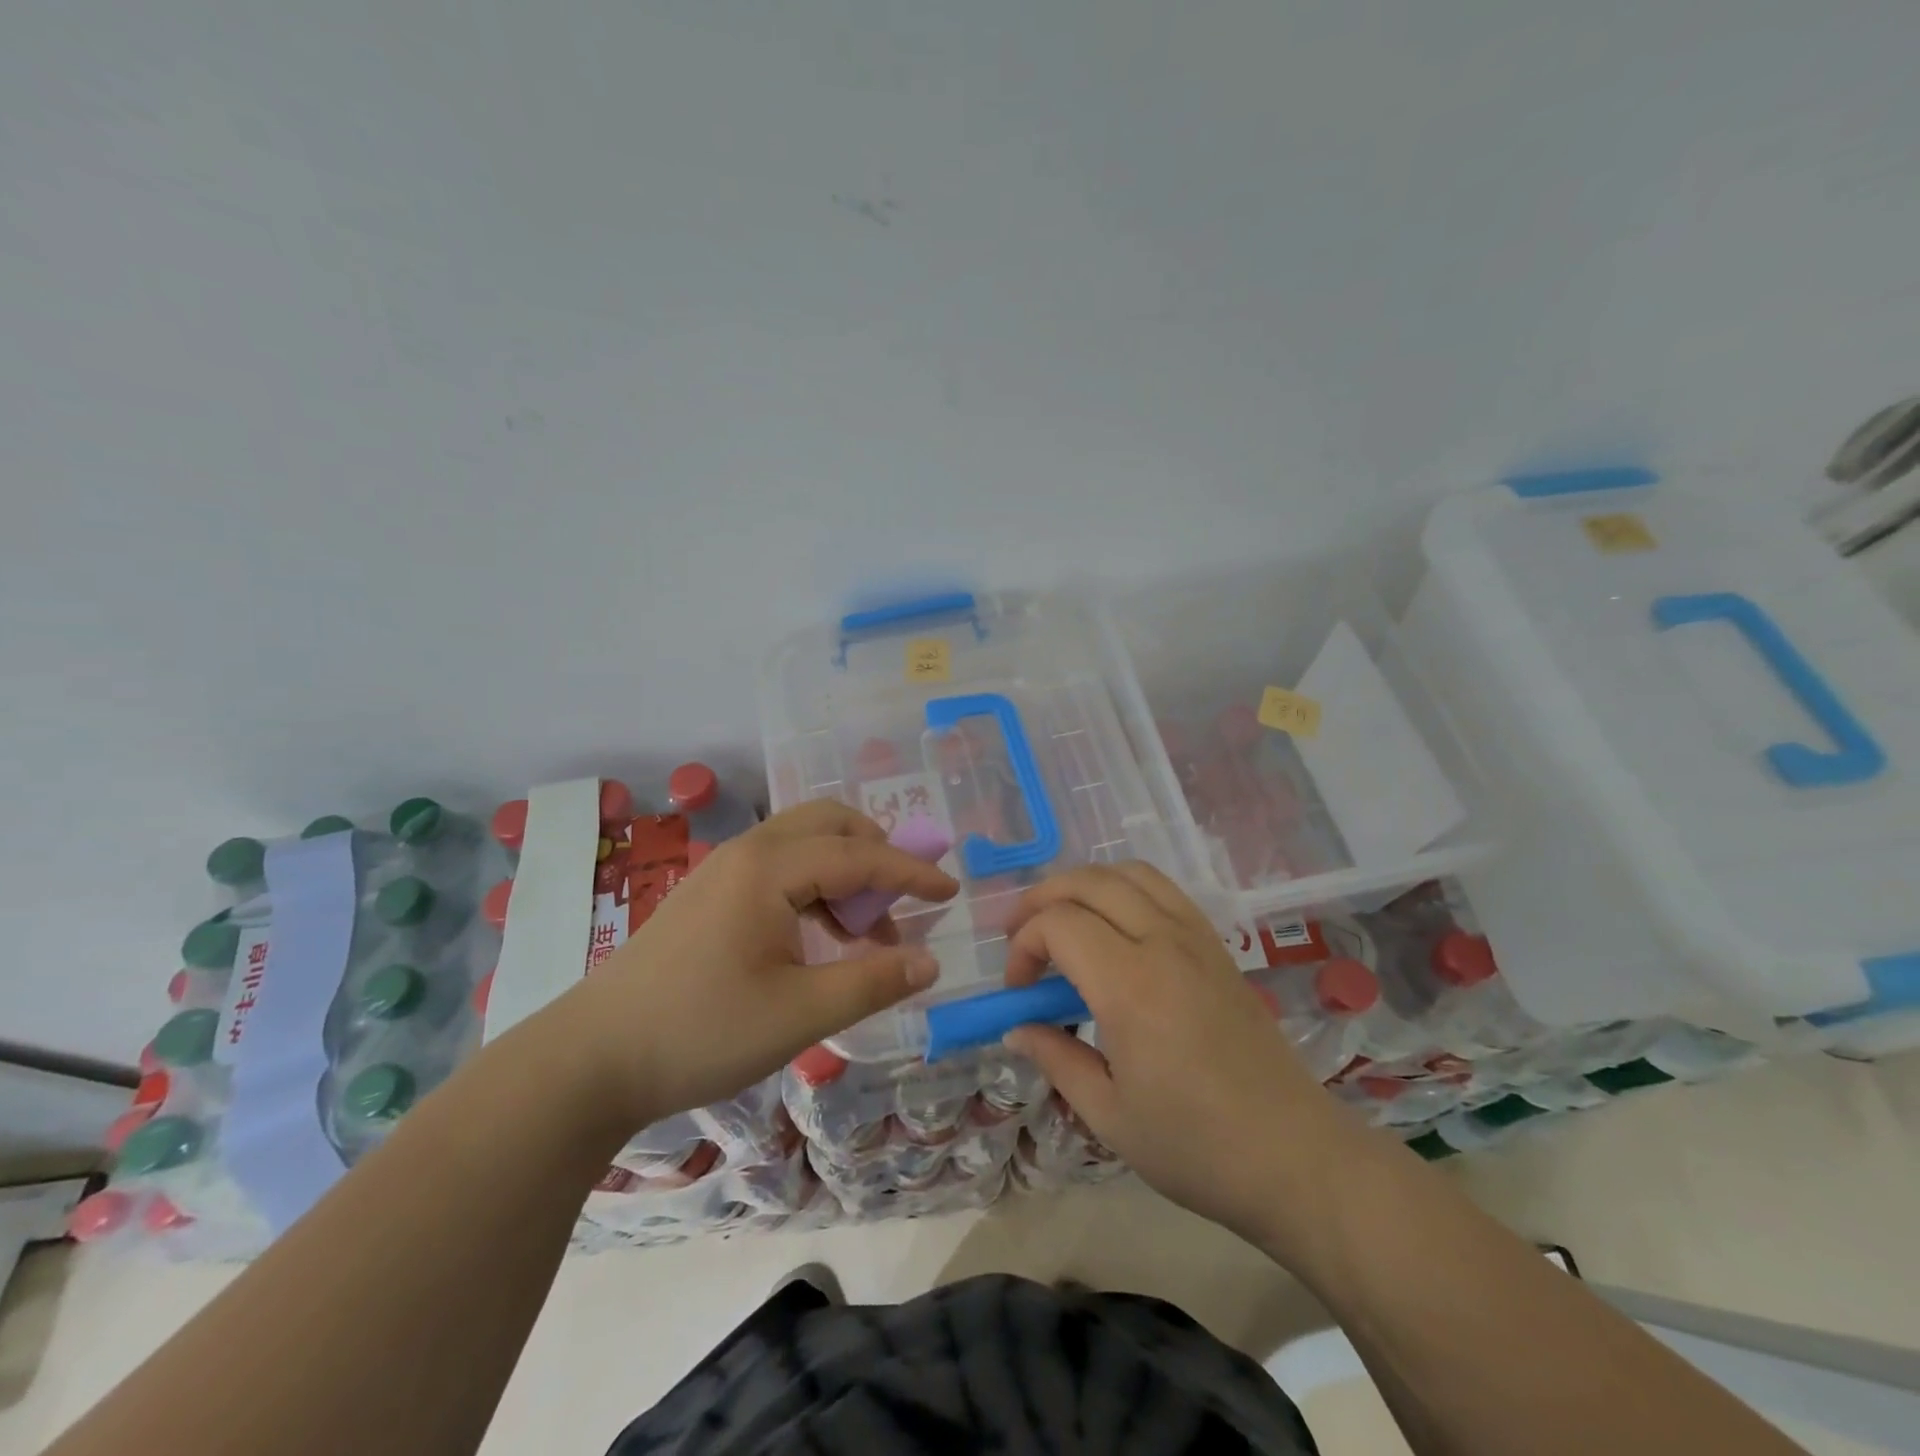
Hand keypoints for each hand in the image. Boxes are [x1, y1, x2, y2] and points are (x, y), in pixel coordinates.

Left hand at [555, 801, 957, 1129]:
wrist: (590, 1059)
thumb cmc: (700, 1031)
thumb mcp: (799, 1014)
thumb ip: (872, 982)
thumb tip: (929, 961)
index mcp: (770, 868)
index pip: (860, 856)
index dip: (911, 874)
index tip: (952, 891)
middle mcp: (748, 852)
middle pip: (829, 824)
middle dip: (876, 852)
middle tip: (903, 900)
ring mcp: (723, 870)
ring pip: (803, 844)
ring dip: (846, 872)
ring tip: (866, 933)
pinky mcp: (710, 894)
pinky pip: (779, 869)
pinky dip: (815, 889)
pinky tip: (821, 940)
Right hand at [1001, 863, 1365, 1241]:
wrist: (1294, 1156)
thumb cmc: (1196, 1146)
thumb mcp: (1109, 1115)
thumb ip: (1056, 1059)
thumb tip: (1015, 1029)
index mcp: (1131, 985)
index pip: (1058, 925)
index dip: (1023, 947)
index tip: (1017, 992)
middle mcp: (1163, 943)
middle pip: (1088, 882)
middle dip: (1041, 899)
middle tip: (1019, 937)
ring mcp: (1196, 938)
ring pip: (1128, 873)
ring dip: (1083, 884)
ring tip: (1062, 919)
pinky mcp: (1217, 946)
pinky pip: (1163, 890)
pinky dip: (1124, 889)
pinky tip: (1114, 927)